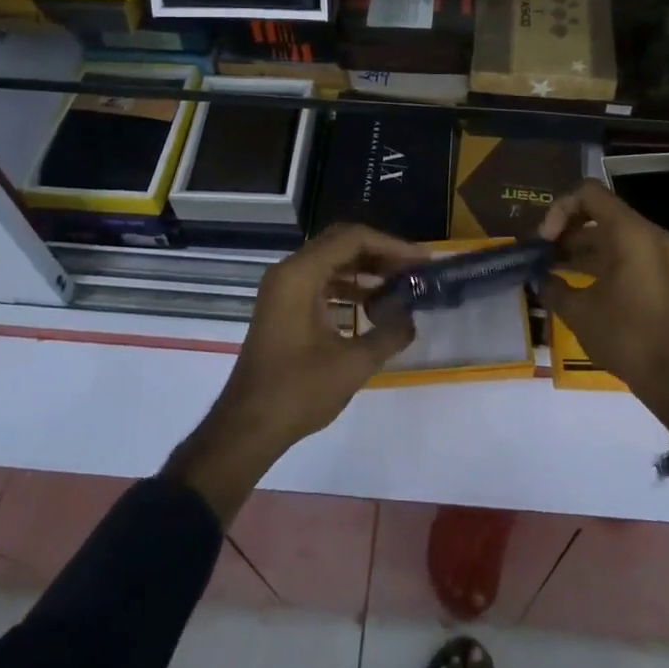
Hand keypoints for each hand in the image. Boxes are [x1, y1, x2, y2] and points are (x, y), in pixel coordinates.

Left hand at [167, 224, 422, 522]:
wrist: (246, 428)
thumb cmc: (297, 392)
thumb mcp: (353, 364)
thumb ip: (389, 334)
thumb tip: (411, 317)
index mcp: (300, 274)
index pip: (353, 239)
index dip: (392, 246)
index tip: (421, 261)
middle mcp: (289, 271)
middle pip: (342, 243)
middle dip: (381, 253)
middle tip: (413, 269)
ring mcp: (283, 288)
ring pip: (332, 261)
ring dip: (366, 269)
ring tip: (400, 285)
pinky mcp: (284, 306)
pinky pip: (322, 280)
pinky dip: (349, 286)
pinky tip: (373, 305)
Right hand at [538, 180, 668, 433]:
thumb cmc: (625, 336)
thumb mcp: (578, 312)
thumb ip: (553, 287)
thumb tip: (541, 279)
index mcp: (629, 232)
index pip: (588, 193)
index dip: (559, 209)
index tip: (545, 240)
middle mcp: (646, 234)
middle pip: (598, 211)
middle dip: (566, 229)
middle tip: (542, 253)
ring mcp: (655, 253)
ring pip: (609, 233)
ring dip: (579, 247)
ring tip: (550, 268)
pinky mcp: (657, 273)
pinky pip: (622, 252)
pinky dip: (597, 260)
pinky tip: (572, 281)